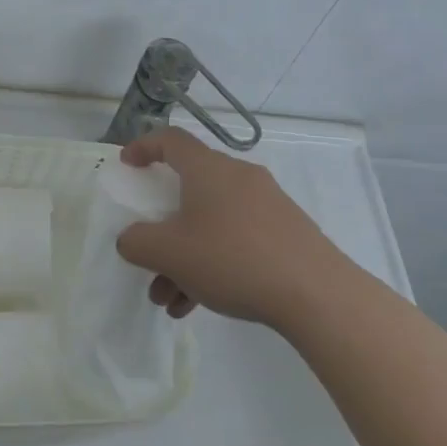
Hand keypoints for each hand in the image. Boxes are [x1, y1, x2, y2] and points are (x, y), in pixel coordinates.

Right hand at [115, 128, 339, 326]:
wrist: (318, 295)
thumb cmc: (233, 259)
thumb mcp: (169, 253)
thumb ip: (137, 242)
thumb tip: (131, 239)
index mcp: (208, 169)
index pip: (170, 140)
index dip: (144, 147)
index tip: (127, 166)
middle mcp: (238, 177)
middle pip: (189, 191)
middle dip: (162, 229)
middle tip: (148, 256)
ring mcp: (267, 205)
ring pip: (211, 222)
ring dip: (184, 257)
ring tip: (170, 300)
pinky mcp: (287, 234)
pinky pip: (236, 239)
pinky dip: (213, 263)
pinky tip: (201, 306)